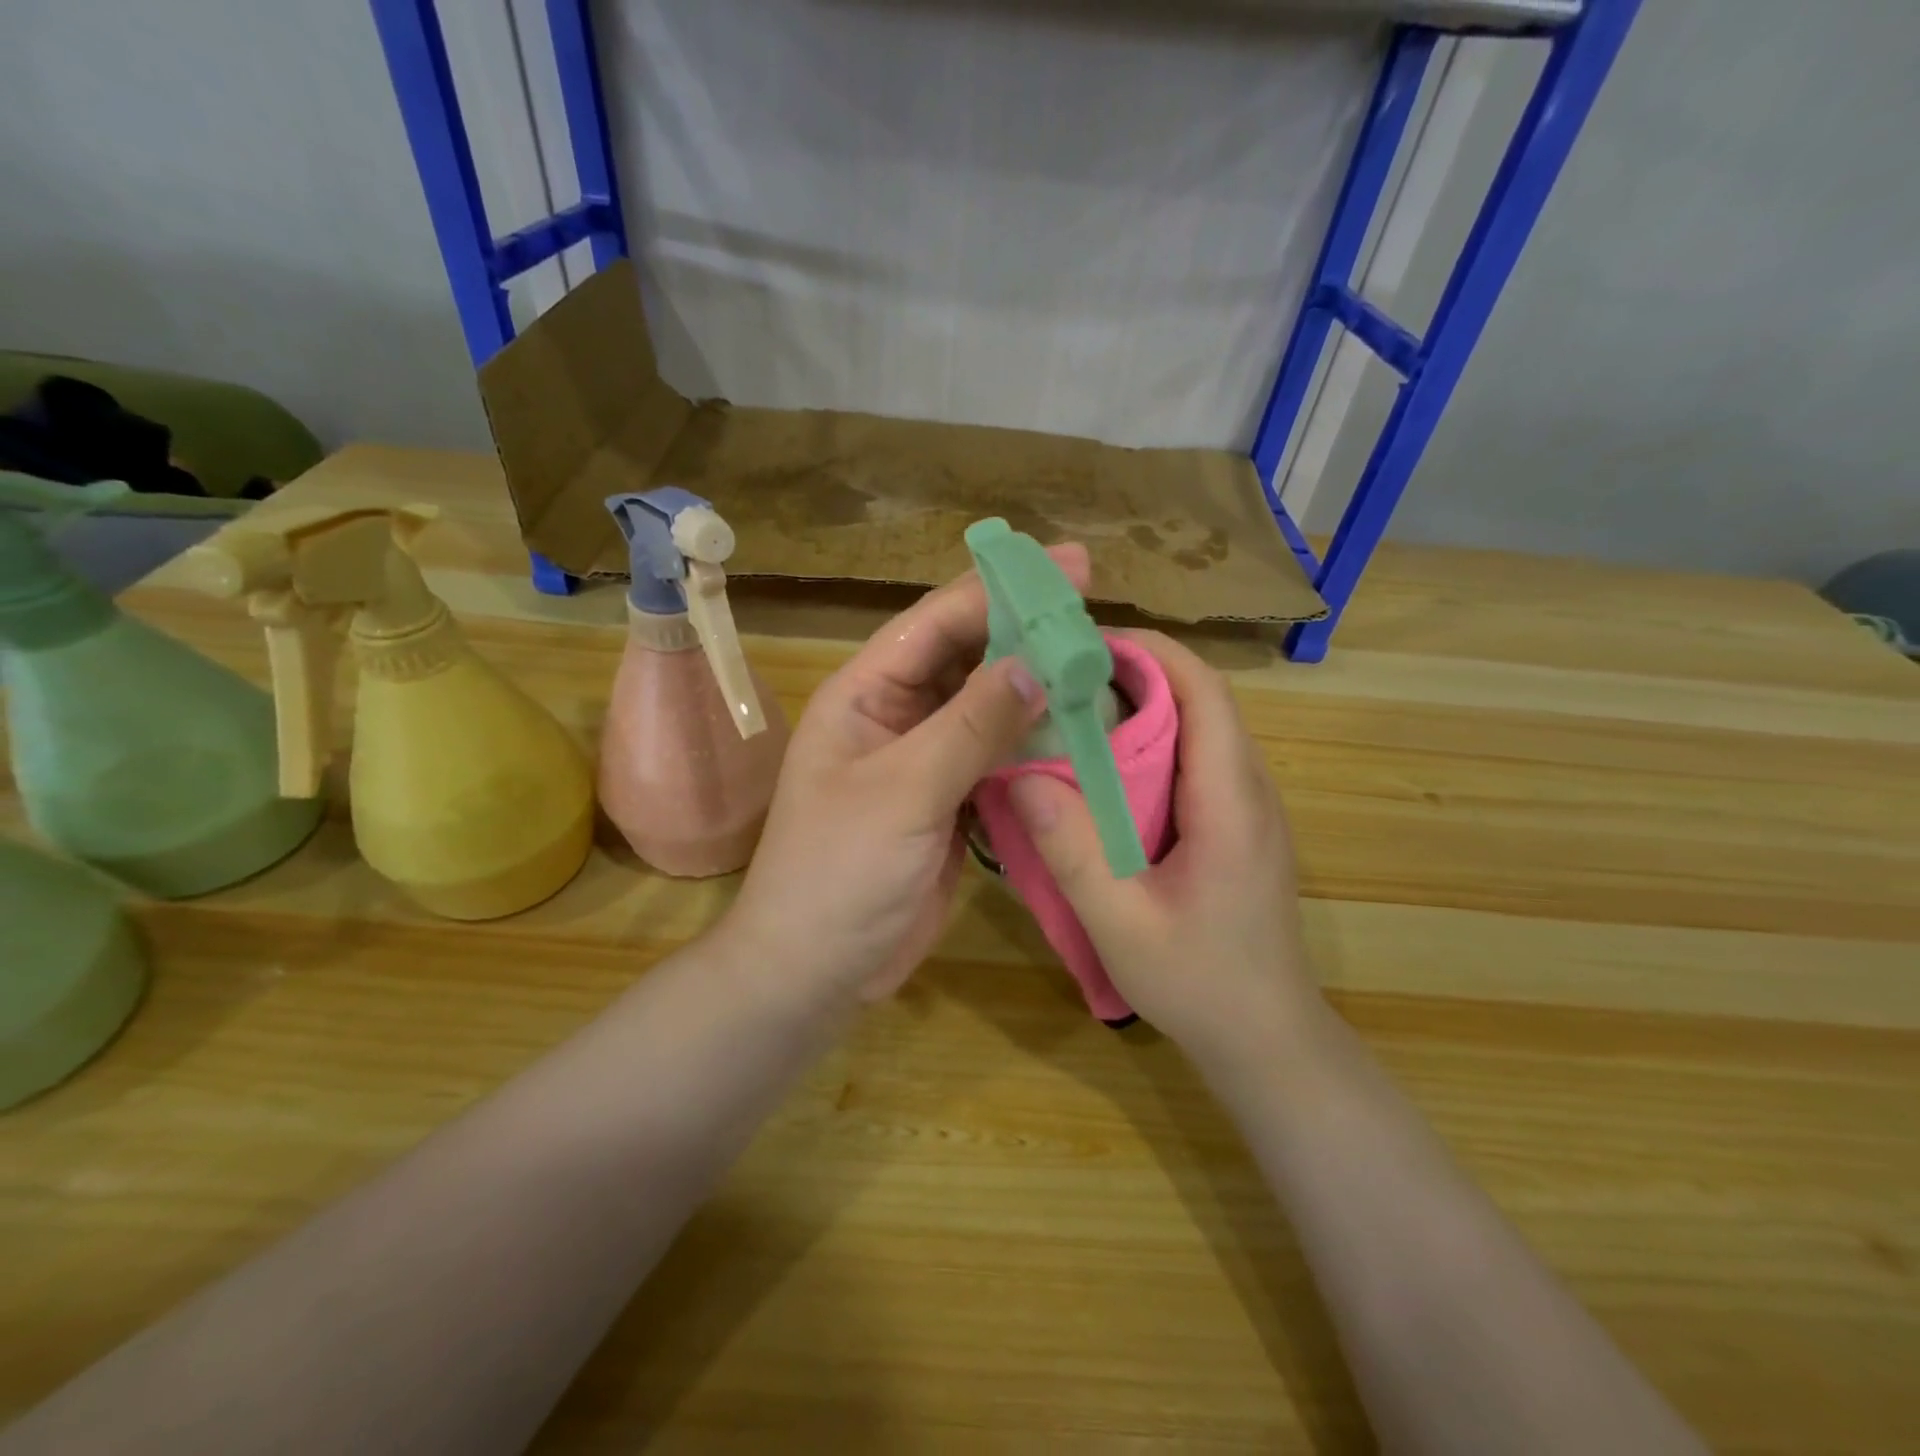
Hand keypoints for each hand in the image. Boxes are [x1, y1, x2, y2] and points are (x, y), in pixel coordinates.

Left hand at [726, 545, 1090, 1003]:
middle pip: (969, 657)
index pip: (938, 622)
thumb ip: (969, 726)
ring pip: (989, 707)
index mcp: (865, 694)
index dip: (1001, 588)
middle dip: (1026, 633)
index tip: (1070, 565)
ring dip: (1037, 689)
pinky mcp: (951, 801)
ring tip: (1101, 666)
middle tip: (1097, 613)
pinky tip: (1079, 731)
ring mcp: (926, 760)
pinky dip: (1035, 744)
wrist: (816, 971)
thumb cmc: (838, 873)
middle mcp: (897, 715)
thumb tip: (1036, 663)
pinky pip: (998, 757)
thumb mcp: (903, 792)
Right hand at [1005, 630, 1320, 1059]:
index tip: (1083, 642)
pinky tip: (1104, 771)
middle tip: (1060, 674)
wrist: (1269, 1041)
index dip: (1149, 652)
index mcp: (1231, 801)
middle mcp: (1250, 789)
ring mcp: (1248, 808)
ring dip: (1142, 706)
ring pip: (1199, 728)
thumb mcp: (1122, 925)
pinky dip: (1151, 744)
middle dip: (1134, 672)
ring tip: (1072, 710)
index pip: (1203, 692)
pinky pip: (1196, 761)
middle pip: (1200, 700)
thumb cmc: (1201, 986)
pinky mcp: (1237, 827)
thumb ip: (1073, 851)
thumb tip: (1021, 775)